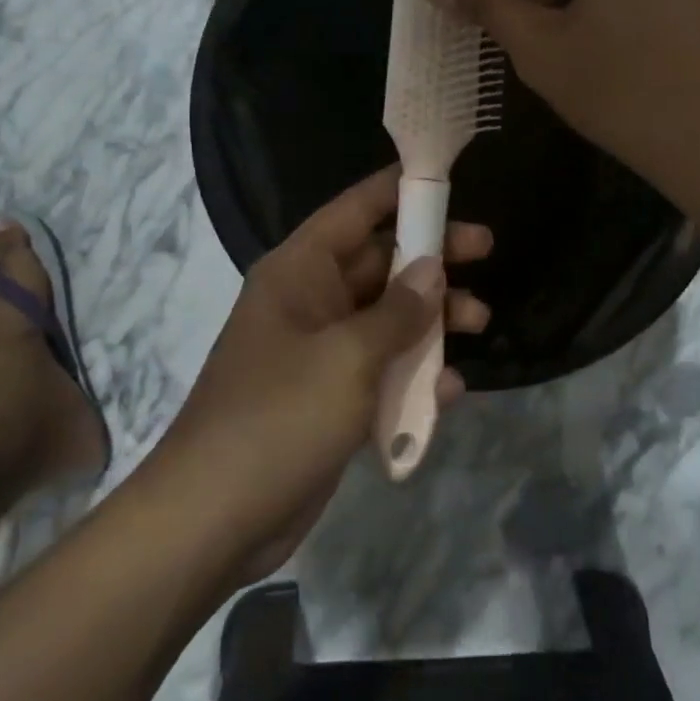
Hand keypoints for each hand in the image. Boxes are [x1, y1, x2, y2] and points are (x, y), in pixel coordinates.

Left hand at [153, 167, 490, 580]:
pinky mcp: (330, 397)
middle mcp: (310, 301)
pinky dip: (414, 375)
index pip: (355, 210)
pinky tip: (449, 391)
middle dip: (431, 258)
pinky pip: (381, 370)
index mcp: (300, 271)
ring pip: (387, 317)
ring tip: (480, 323)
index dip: (399, 191)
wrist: (214, 518)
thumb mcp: (347, 357)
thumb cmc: (279, 417)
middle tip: (485, 251)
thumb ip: (397, 312)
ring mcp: (320, 351)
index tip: (448, 182)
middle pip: (379, 262)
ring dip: (432, 319)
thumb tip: (433, 271)